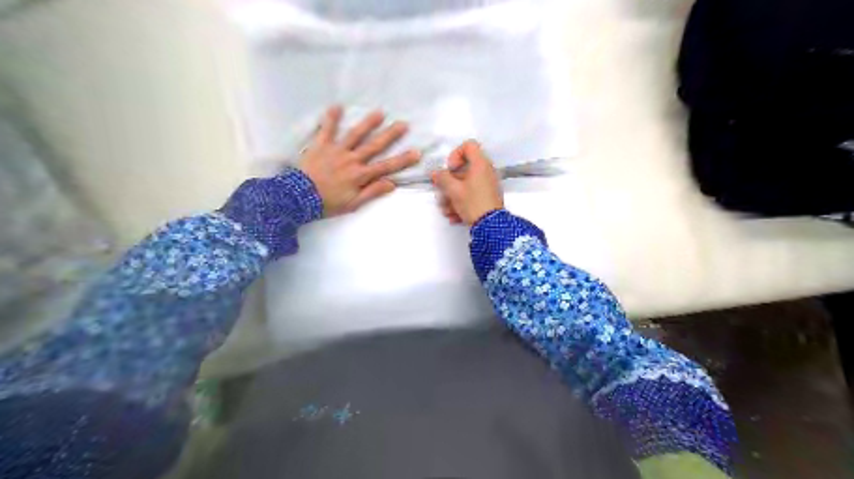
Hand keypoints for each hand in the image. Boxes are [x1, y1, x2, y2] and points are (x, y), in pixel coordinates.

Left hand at [300, 107, 418, 217]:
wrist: (298, 198)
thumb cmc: (327, 203)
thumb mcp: (353, 204)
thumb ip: (372, 192)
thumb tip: (392, 183)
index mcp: (361, 175)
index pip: (386, 167)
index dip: (403, 160)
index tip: (417, 152)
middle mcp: (352, 160)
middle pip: (375, 146)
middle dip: (391, 135)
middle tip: (404, 124)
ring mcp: (337, 150)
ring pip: (355, 134)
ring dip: (368, 123)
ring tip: (380, 112)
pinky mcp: (321, 145)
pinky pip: (327, 129)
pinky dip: (331, 118)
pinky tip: (337, 106)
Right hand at [434, 141, 502, 226]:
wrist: (491, 226)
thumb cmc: (473, 203)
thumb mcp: (454, 190)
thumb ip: (442, 179)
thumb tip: (435, 173)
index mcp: (480, 164)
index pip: (468, 146)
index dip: (455, 155)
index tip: (450, 169)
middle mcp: (486, 172)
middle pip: (463, 170)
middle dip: (449, 184)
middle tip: (444, 193)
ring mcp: (487, 185)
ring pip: (465, 185)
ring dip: (453, 197)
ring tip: (447, 211)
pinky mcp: (487, 198)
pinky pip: (471, 196)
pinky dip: (462, 204)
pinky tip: (455, 217)